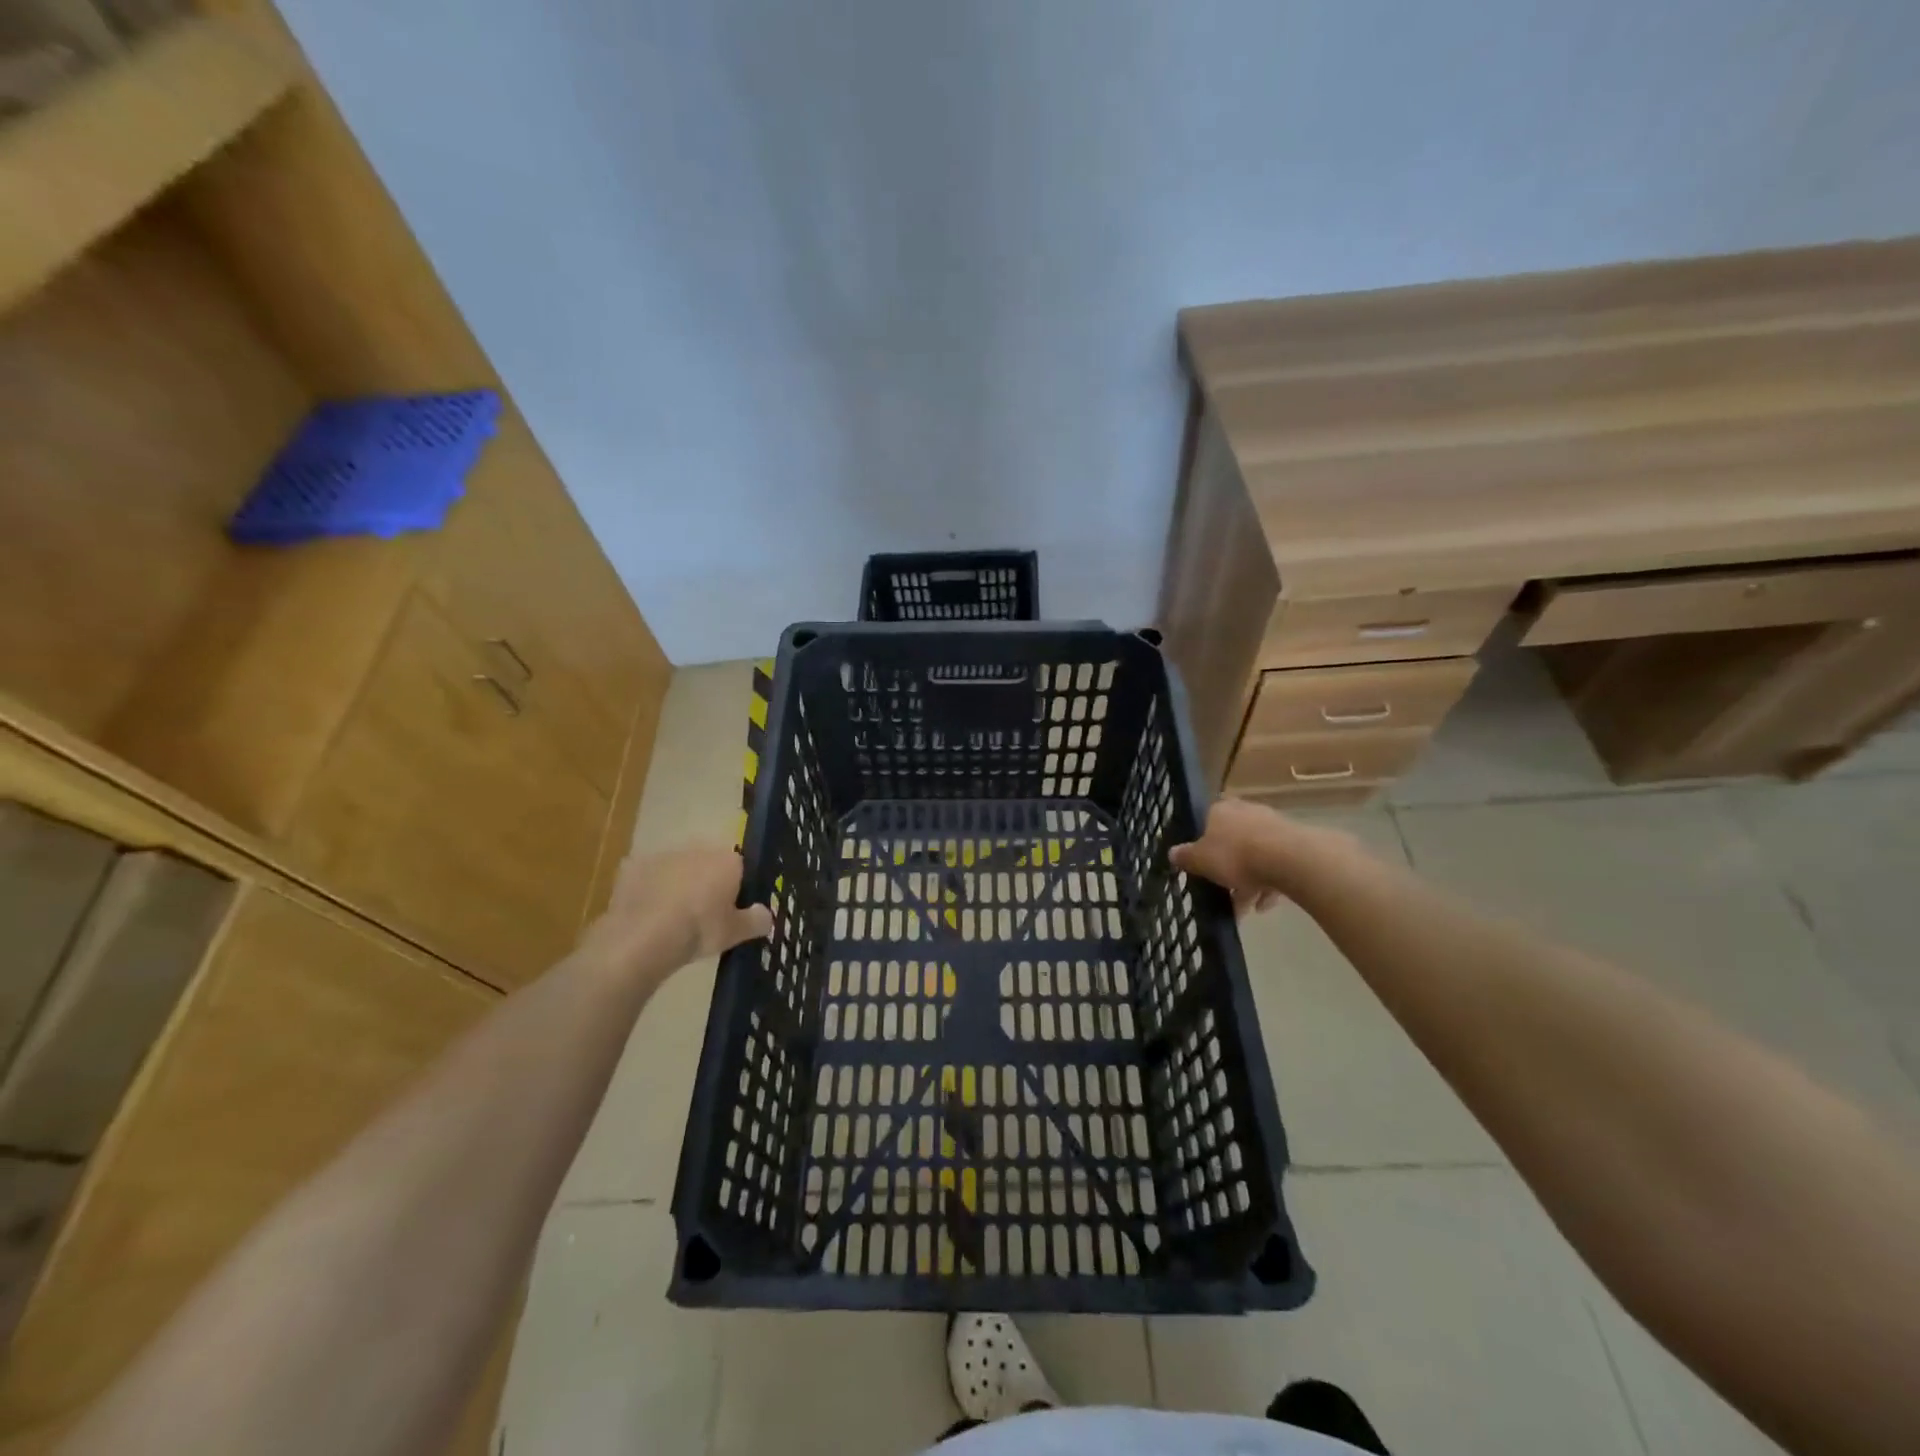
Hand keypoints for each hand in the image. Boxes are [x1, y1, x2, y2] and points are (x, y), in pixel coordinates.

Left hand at [584, 844, 772, 974]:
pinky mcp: (633, 866)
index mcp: (727, 860)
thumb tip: (767, 915)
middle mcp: (697, 849)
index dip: (736, 888)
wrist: (644, 937)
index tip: (731, 910)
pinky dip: (649, 890)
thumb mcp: (736, 933)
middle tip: (703, 914)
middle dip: (706, 881)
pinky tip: (647, 914)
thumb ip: (757, 921)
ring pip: (677, 867)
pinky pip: (648, 876)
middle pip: (708, 863)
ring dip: (677, 884)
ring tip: (672, 917)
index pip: (740, 867)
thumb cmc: (699, 930)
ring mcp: (663, 855)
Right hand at [1171, 798, 1351, 916]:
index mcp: (1220, 810)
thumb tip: (1172, 853)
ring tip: (1244, 907)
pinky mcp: (1295, 844)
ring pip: (1255, 855)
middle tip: (1222, 889)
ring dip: (1248, 881)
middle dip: (1227, 866)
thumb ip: (1185, 857)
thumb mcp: (1200, 860)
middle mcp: (1246, 812)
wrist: (1288, 859)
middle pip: (1232, 840)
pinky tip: (1264, 906)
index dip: (1203, 844)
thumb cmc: (1235, 855)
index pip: (1206, 822)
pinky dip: (1269, 885)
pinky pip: (1276, 865)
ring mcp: (1273, 826)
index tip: (1202, 864)